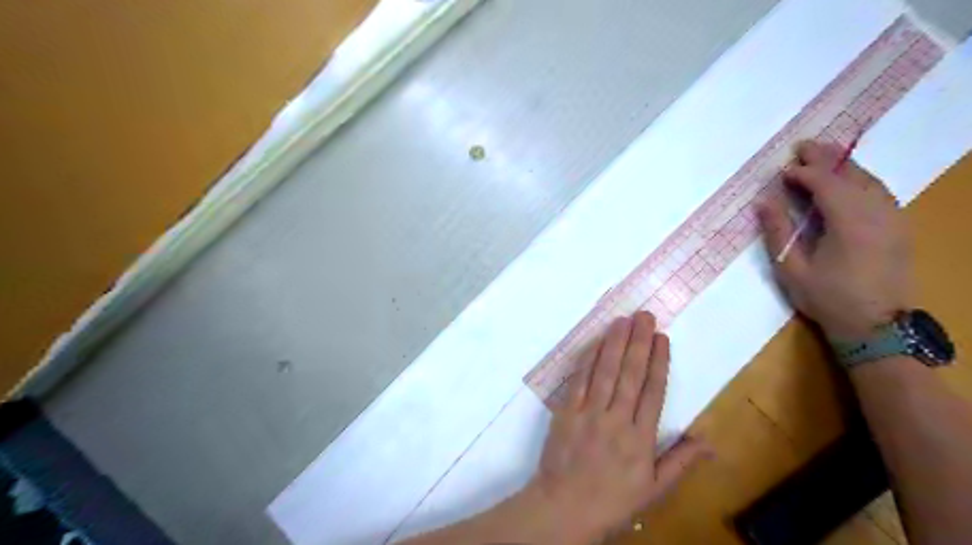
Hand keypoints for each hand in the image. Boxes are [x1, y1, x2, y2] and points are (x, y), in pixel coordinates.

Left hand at [525, 311, 706, 540]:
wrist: (564, 508)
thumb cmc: (612, 501)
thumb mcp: (654, 489)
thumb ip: (680, 462)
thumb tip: (711, 443)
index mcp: (641, 438)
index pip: (653, 391)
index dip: (659, 361)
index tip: (663, 338)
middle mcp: (616, 419)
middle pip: (630, 374)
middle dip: (639, 342)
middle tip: (645, 316)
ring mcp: (589, 413)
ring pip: (605, 371)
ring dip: (614, 343)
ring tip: (623, 320)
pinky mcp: (566, 411)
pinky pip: (579, 380)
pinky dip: (588, 359)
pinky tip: (595, 342)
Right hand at [759, 140, 911, 337]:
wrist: (876, 326)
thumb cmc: (828, 299)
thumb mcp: (791, 269)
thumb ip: (778, 232)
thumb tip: (764, 201)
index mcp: (849, 224)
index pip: (826, 184)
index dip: (803, 172)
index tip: (782, 171)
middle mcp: (876, 213)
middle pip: (851, 175)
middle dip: (826, 158)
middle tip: (802, 146)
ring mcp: (892, 219)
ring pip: (870, 180)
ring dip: (844, 165)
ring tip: (823, 156)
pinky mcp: (898, 227)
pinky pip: (880, 192)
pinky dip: (861, 179)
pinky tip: (848, 180)